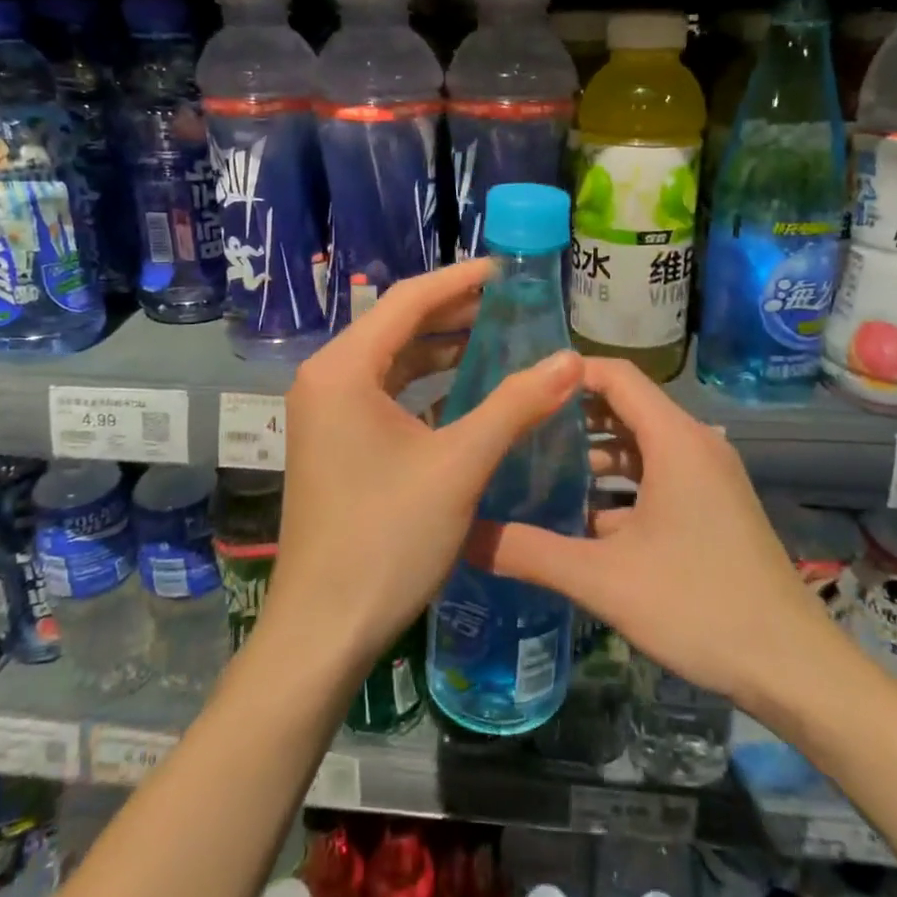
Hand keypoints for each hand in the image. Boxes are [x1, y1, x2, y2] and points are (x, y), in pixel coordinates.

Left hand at [263, 259, 584, 676]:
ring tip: (498, 338)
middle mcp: (326, 379)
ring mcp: (326, 413)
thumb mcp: (459, 465)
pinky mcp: (334, 441)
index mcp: (343, 370)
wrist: (325, 627)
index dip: (460, 280)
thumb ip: (515, 405)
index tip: (507, 269)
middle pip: (397, 327)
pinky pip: (384, 395)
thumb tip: (571, 358)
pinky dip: (425, 387)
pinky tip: (467, 392)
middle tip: (512, 303)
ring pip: (392, 362)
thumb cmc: (388, 539)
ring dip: (441, 350)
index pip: (407, 301)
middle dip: (454, 313)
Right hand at [467, 357, 845, 705]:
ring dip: (594, 452)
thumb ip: (531, 553)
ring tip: (538, 468)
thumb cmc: (699, 607)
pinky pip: (658, 474)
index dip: (568, 373)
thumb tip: (465, 535)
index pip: (616, 375)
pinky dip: (620, 483)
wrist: (792, 667)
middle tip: (517, 428)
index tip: (520, 387)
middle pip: (625, 406)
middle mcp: (695, 444)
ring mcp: (708, 476)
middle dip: (572, 415)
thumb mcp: (603, 580)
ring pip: (640, 444)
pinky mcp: (713, 505)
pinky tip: (581, 514)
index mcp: (675, 440)